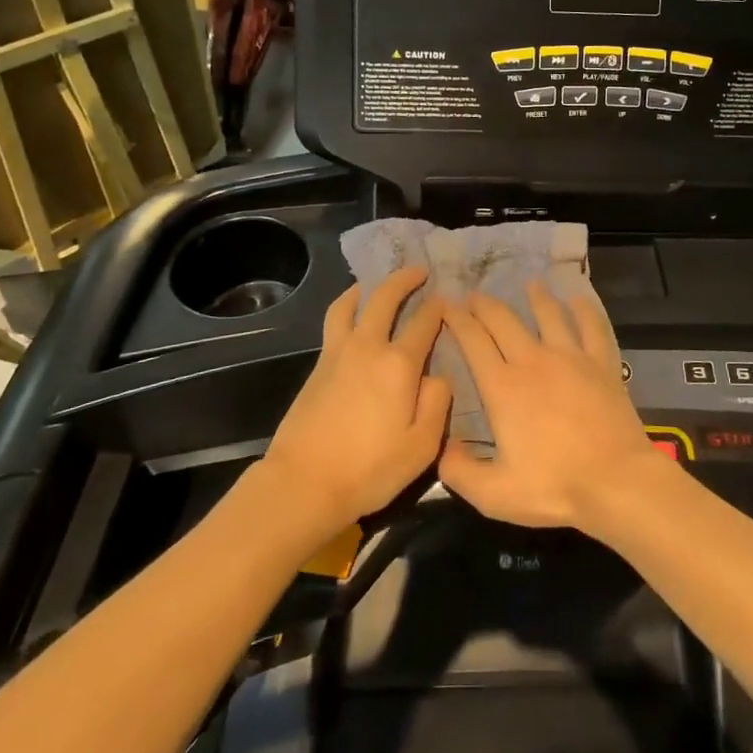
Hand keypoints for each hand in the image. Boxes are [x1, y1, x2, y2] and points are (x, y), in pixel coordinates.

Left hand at [263, 266, 450, 532]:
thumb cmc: (370, 469)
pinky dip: (346, 306)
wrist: (304, 482)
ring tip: (376, 283)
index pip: (424, 322)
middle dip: (405, 279)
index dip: (439, 307)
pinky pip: (334, 321)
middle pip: (385, 298)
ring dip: (368, 287)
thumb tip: (438, 376)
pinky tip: (351, 314)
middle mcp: (368, 347)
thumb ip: (438, 404)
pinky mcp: (318, 365)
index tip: (448, 300)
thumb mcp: (422, 447)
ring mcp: (338, 353)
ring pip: (351, 304)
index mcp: (399, 365)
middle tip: (419, 270)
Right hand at [439, 280, 669, 531]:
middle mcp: (533, 361)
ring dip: (536, 297)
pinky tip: (578, 300)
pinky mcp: (602, 364)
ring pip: (549, 315)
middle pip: (503, 320)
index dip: (456, 320)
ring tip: (529, 284)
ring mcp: (571, 358)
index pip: (473, 341)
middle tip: (473, 295)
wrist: (616, 482)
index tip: (445, 305)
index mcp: (503, 387)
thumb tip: (443, 447)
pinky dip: (584, 310)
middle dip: (484, 304)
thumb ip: (460, 472)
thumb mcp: (494, 494)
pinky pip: (592, 327)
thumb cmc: (554, 488)